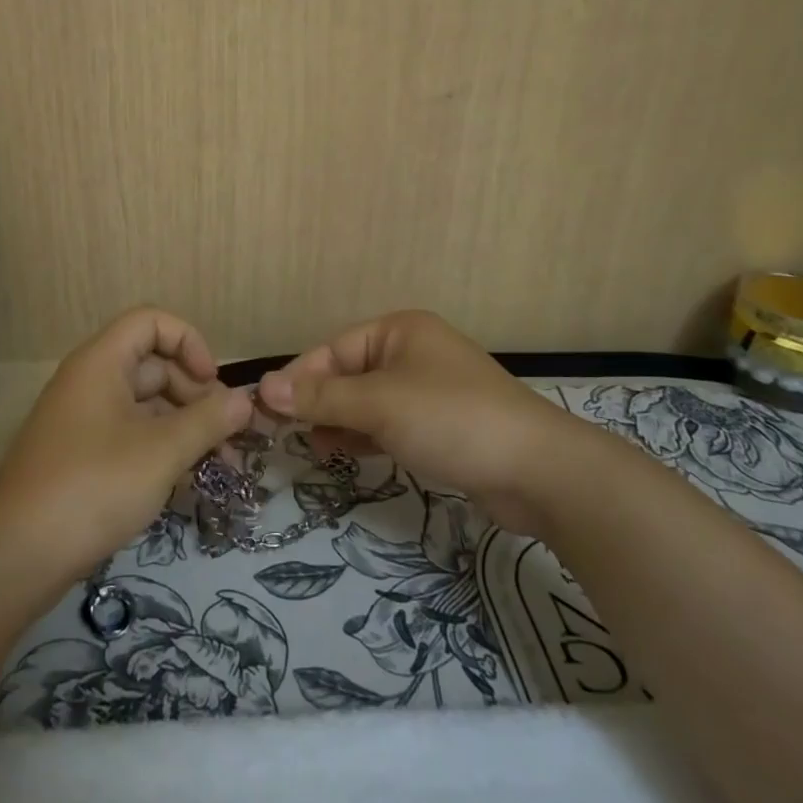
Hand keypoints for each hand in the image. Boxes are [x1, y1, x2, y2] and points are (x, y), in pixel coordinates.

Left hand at [0, 307, 252, 581]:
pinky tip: (185, 481)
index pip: (151, 322)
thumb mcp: (161, 451)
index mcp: (101, 362)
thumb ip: (208, 420)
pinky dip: (161, 449)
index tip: (213, 383)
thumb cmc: (94, 485)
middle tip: (226, 436)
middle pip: (153, 365)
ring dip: (184, 427)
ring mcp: (84, 421)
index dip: (188, 342)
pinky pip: (131, 435)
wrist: (18, 555)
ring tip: (218, 466)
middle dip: (195, 394)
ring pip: (145, 405)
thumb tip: (246, 400)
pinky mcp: (82, 456)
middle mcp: (90, 382)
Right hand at [256, 310, 587, 533]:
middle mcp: (411, 352)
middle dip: (317, 403)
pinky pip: (387, 423)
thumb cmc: (452, 420)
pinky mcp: (438, 426)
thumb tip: (263, 388)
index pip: (333, 350)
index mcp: (399, 330)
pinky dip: (363, 435)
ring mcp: (427, 390)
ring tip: (310, 448)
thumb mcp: (379, 405)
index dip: (299, 379)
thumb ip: (321, 398)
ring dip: (337, 422)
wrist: (539, 472)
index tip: (266, 409)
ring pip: (365, 402)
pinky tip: (341, 452)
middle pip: (347, 375)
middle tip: (283, 434)